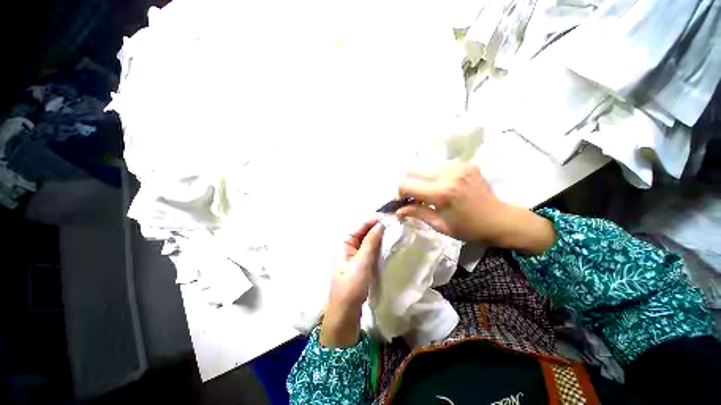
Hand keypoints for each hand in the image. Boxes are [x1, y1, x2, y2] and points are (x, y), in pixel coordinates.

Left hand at [321, 218, 384, 347]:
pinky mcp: (360, 263)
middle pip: (364, 231)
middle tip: (395, 224)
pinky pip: (370, 249)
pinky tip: (388, 244)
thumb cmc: (351, 286)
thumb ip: (371, 242)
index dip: (374, 220)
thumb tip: (380, 224)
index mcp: (343, 242)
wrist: (345, 313)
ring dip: (379, 236)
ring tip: (394, 232)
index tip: (390, 217)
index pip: (360, 225)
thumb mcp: (362, 262)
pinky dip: (378, 246)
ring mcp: (354, 254)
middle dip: (378, 227)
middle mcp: (347, 245)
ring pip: (368, 240)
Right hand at [397, 162, 554, 253]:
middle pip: (412, 169)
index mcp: (441, 193)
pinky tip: (442, 186)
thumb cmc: (468, 228)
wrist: (500, 220)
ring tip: (429, 191)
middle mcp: (448, 174)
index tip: (405, 201)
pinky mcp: (466, 163)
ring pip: (425, 164)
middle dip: (409, 183)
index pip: (406, 184)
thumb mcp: (440, 225)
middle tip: (416, 196)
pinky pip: (439, 164)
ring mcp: (458, 166)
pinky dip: (434, 174)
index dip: (400, 193)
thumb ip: (417, 213)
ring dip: (421, 177)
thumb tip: (397, 210)